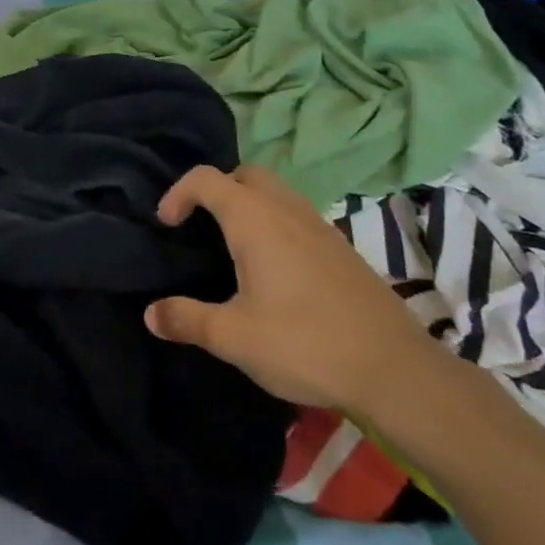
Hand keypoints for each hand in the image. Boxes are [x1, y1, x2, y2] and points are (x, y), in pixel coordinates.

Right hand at [146, 164, 438, 412]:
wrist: (394, 370)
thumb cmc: (305, 343)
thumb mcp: (234, 337)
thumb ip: (187, 319)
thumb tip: (150, 313)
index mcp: (254, 219)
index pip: (205, 178)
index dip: (178, 193)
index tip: (167, 225)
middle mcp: (286, 210)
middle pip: (245, 175)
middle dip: (216, 190)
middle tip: (200, 226)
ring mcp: (319, 226)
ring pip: (275, 193)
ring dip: (248, 205)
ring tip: (233, 247)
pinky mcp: (341, 248)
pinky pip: (296, 215)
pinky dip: (274, 223)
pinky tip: (274, 270)